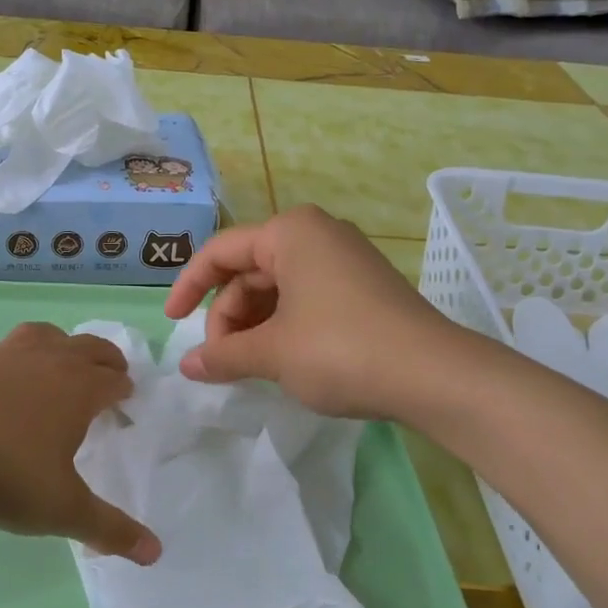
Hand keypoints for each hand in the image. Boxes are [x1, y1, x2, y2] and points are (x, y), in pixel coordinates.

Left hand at [0, 323, 160, 564]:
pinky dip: (8, 361)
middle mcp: (46, 361)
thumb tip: (155, 553)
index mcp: (78, 389)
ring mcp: (3, 355)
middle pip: (87, 348)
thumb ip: (108, 529)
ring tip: (58, 356)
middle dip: (104, 358)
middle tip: (111, 370)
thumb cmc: (4, 469)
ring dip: (59, 344)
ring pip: (43, 336)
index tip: (128, 397)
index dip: (124, 388)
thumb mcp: (61, 508)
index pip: (113, 380)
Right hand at [163, 206, 462, 418]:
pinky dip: (283, 327)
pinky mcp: (363, 288)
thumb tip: (186, 367)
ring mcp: (344, 260)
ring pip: (277, 288)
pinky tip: (282, 361)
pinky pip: (305, 298)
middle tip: (222, 362)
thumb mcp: (272, 353)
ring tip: (249, 367)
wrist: (434, 375)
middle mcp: (317, 234)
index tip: (173, 324)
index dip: (189, 287)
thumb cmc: (339, 349)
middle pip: (250, 271)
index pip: (221, 252)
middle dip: (228, 316)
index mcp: (290, 232)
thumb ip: (223, 355)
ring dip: (254, 326)